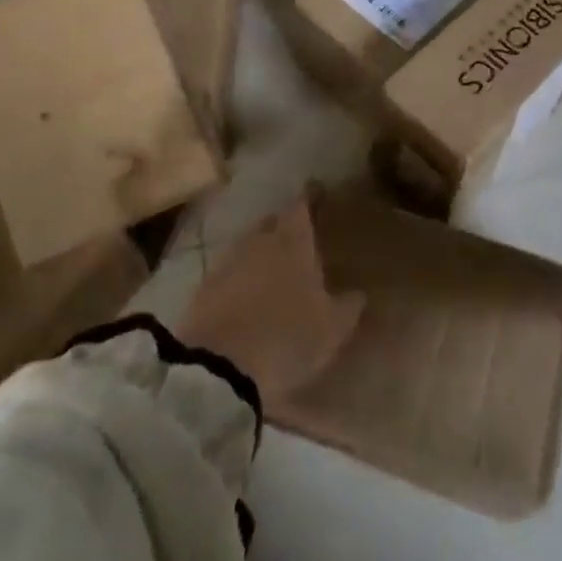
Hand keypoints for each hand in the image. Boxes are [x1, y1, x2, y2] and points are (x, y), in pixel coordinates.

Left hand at [177, 191, 364, 405]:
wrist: (220, 368)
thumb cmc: (287, 338)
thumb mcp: (331, 329)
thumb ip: (348, 306)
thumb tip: (358, 293)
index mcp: (292, 243)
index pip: (300, 207)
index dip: (309, 198)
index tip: (316, 192)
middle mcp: (258, 242)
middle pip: (271, 222)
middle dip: (283, 226)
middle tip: (296, 238)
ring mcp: (227, 262)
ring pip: (247, 246)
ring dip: (259, 253)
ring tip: (272, 268)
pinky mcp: (203, 288)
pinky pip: (228, 273)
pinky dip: (239, 277)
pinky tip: (246, 295)